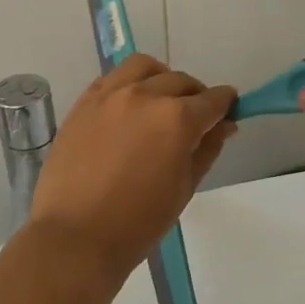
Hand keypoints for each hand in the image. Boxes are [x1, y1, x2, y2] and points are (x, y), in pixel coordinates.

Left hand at [28, 56, 236, 279]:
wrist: (76, 236)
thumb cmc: (139, 222)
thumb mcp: (184, 187)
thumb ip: (207, 149)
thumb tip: (224, 125)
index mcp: (177, 119)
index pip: (212, 100)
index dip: (225, 104)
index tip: (228, 111)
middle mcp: (146, 96)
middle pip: (181, 81)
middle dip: (195, 96)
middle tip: (195, 118)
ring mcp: (110, 95)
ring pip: (144, 67)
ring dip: (161, 78)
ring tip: (160, 100)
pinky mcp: (84, 102)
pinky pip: (112, 78)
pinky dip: (128, 84)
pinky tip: (129, 106)